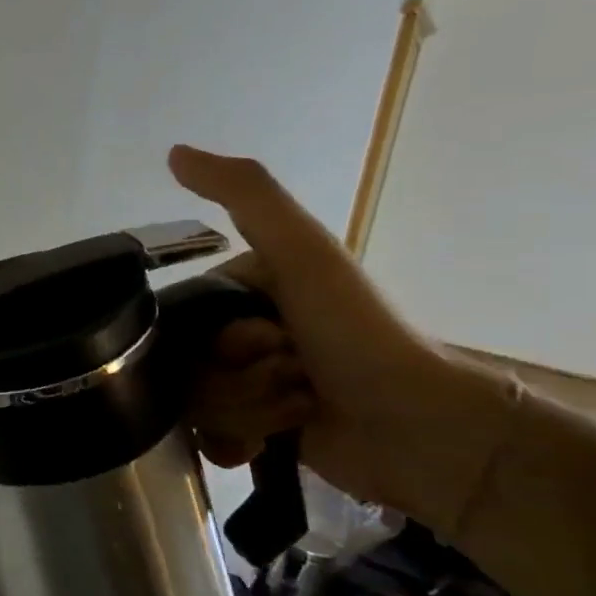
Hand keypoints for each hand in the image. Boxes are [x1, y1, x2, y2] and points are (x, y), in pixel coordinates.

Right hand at [170, 145, 502, 529]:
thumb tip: (174, 151)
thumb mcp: (303, 253)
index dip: (215, 337)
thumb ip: (245, 194)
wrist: (421, 430)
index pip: (180, 318)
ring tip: (298, 408)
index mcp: (243, 292)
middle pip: (182, 363)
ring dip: (247, 408)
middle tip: (292, 377)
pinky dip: (236, 440)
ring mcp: (243, 383)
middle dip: (233, 378)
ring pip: (194, 401)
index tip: (267, 341)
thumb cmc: (359, 333)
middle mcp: (237, 334)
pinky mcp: (252, 430)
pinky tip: (266, 443)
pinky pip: (204, 436)